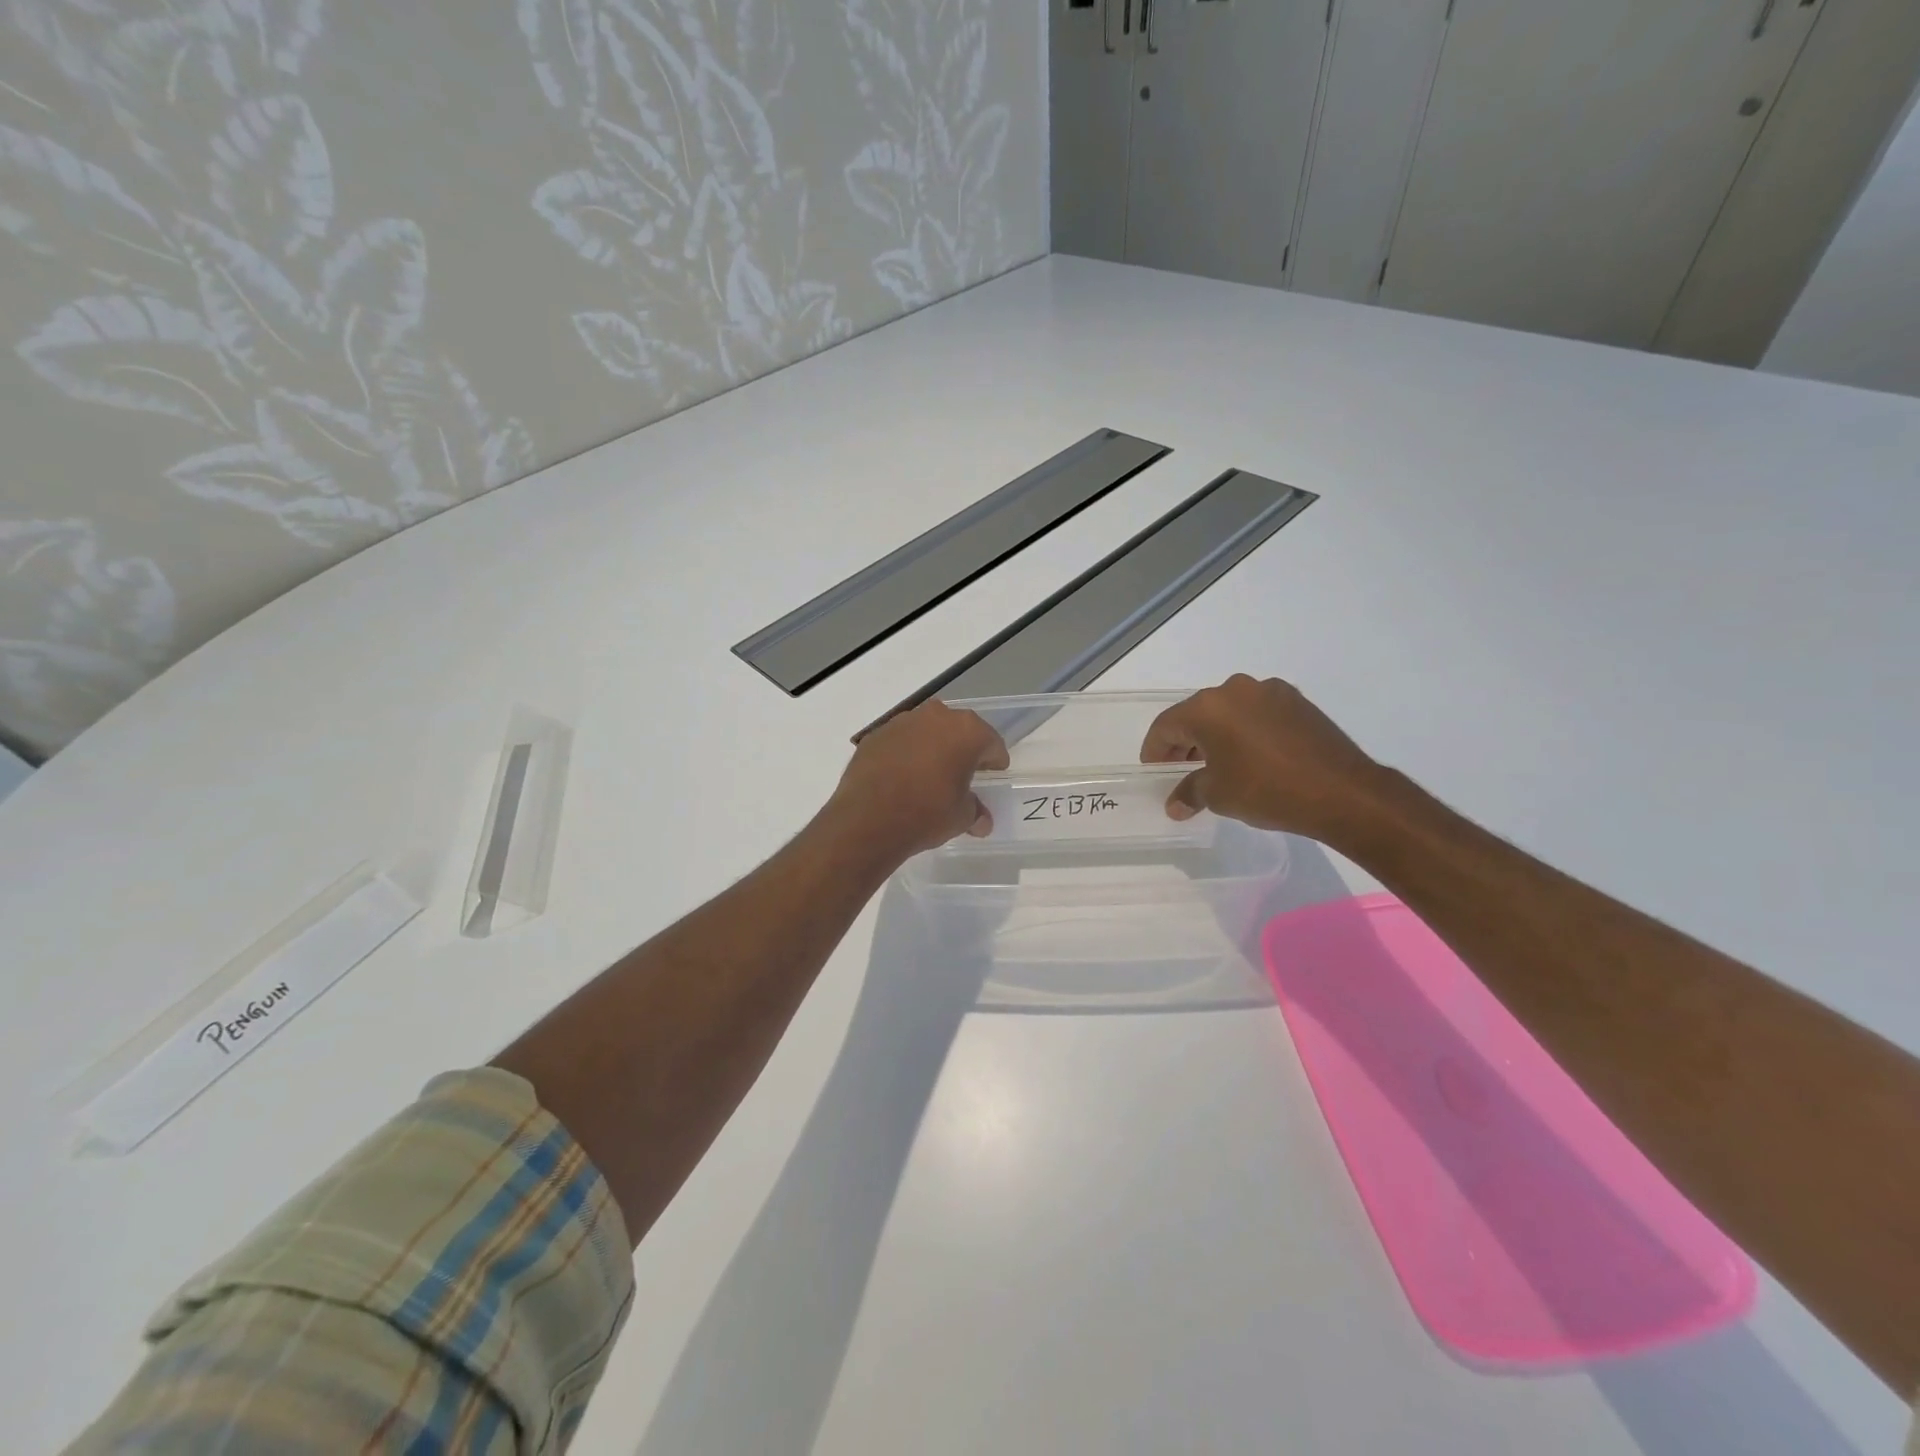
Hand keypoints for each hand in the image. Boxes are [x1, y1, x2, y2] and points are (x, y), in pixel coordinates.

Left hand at [827, 700, 1009, 859]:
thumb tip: (981, 820)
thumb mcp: (961, 817)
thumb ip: (975, 811)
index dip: (995, 760)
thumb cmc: (927, 813)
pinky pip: (900, 741)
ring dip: (932, 748)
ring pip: (927, 731)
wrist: (868, 819)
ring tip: (930, 775)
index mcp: (966, 731)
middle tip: (963, 772)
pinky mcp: (875, 735)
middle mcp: (936, 717)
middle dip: (962, 749)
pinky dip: (905, 754)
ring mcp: (902, 722)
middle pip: (958, 730)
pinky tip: (902, 777)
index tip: (994, 773)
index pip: (990, 743)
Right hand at [1140, 674, 1390, 844]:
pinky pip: (1256, 713)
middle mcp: (1235, 689)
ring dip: (1216, 735)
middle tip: (1180, 771)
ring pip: (1228, 712)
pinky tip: (1251, 757)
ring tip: (1217, 766)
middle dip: (1184, 743)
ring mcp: (1269, 691)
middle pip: (1196, 714)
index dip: (1154, 750)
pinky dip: (1245, 731)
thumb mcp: (1218, 795)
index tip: (1153, 771)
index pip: (1167, 726)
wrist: (1342, 791)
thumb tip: (1175, 804)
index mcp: (1207, 707)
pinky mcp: (1296, 701)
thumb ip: (1189, 793)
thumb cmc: (1266, 790)